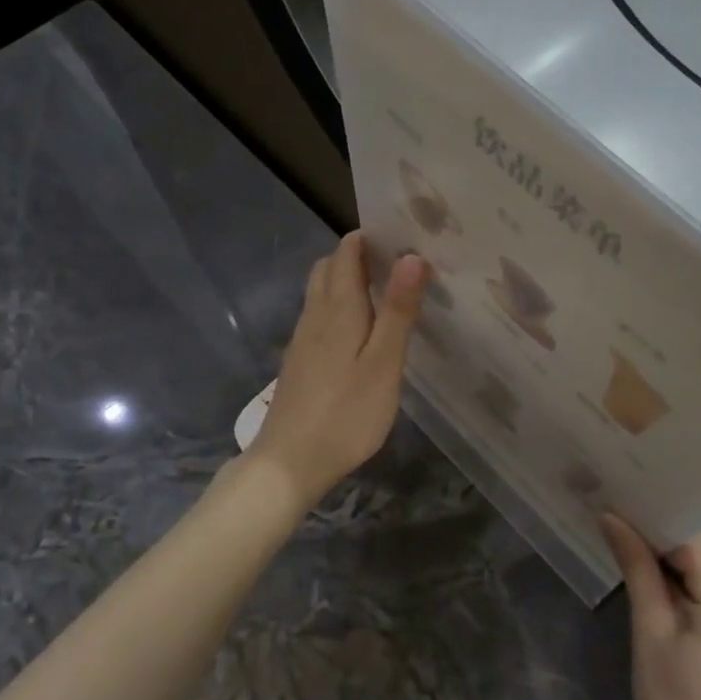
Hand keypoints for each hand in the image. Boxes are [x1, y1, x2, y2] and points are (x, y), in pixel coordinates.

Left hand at [248, 232, 427, 508]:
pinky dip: (340, 309)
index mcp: (338, 309)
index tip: (402, 236)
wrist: (289, 462)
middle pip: (329, 269)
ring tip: (385, 293)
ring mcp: (302, 341)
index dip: (369, 237)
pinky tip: (360, 334)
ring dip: (347, 282)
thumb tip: (411, 256)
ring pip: (321, 294)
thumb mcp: (384, 363)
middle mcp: (314, 316)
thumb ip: (398, 310)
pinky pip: (319, 319)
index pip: (346, 252)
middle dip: (357, 257)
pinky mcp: (299, 364)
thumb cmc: (346, 414)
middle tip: (397, 264)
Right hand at [602, 516, 700, 699]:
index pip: (691, 536)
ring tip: (623, 536)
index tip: (619, 496)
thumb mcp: (649, 629)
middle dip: (656, 534)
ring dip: (666, 556)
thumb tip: (611, 517)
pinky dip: (680, 578)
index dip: (654, 515)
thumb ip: (636, 567)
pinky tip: (649, 572)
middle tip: (613, 512)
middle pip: (698, 549)